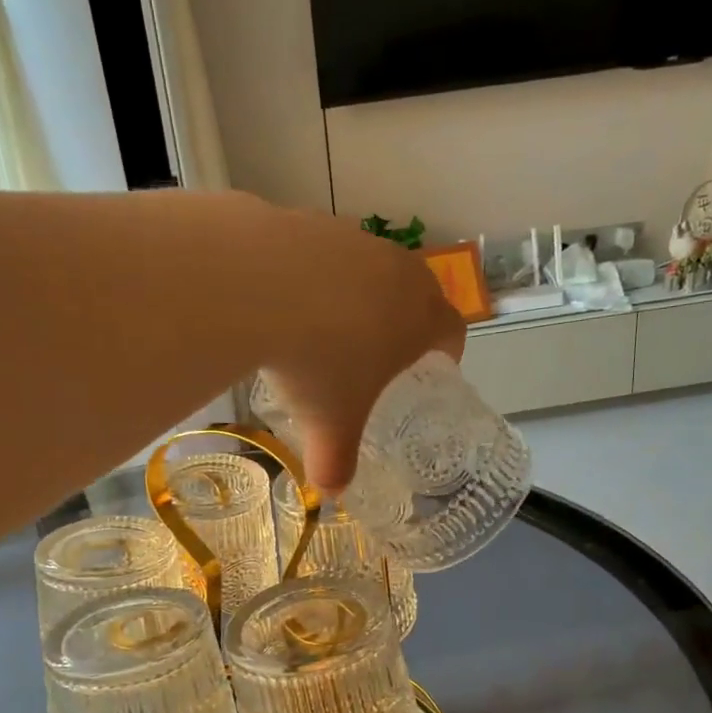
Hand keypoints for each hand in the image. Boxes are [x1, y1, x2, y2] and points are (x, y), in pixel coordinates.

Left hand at [243, 202, 465, 491]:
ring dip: (356, 296)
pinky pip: (321, 254)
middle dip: (404, 322)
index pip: (454, 330)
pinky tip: (280, 302)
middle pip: (417, 292)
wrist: (257, 284)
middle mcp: (397, 270)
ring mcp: (354, 239)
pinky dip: (310, 277)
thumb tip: (330, 490)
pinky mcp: (310, 221)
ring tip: (322, 329)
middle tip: (378, 354)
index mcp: (421, 317)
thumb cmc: (318, 361)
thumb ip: (336, 460)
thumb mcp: (331, 422)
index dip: (448, 352)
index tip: (433, 368)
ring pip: (368, 269)